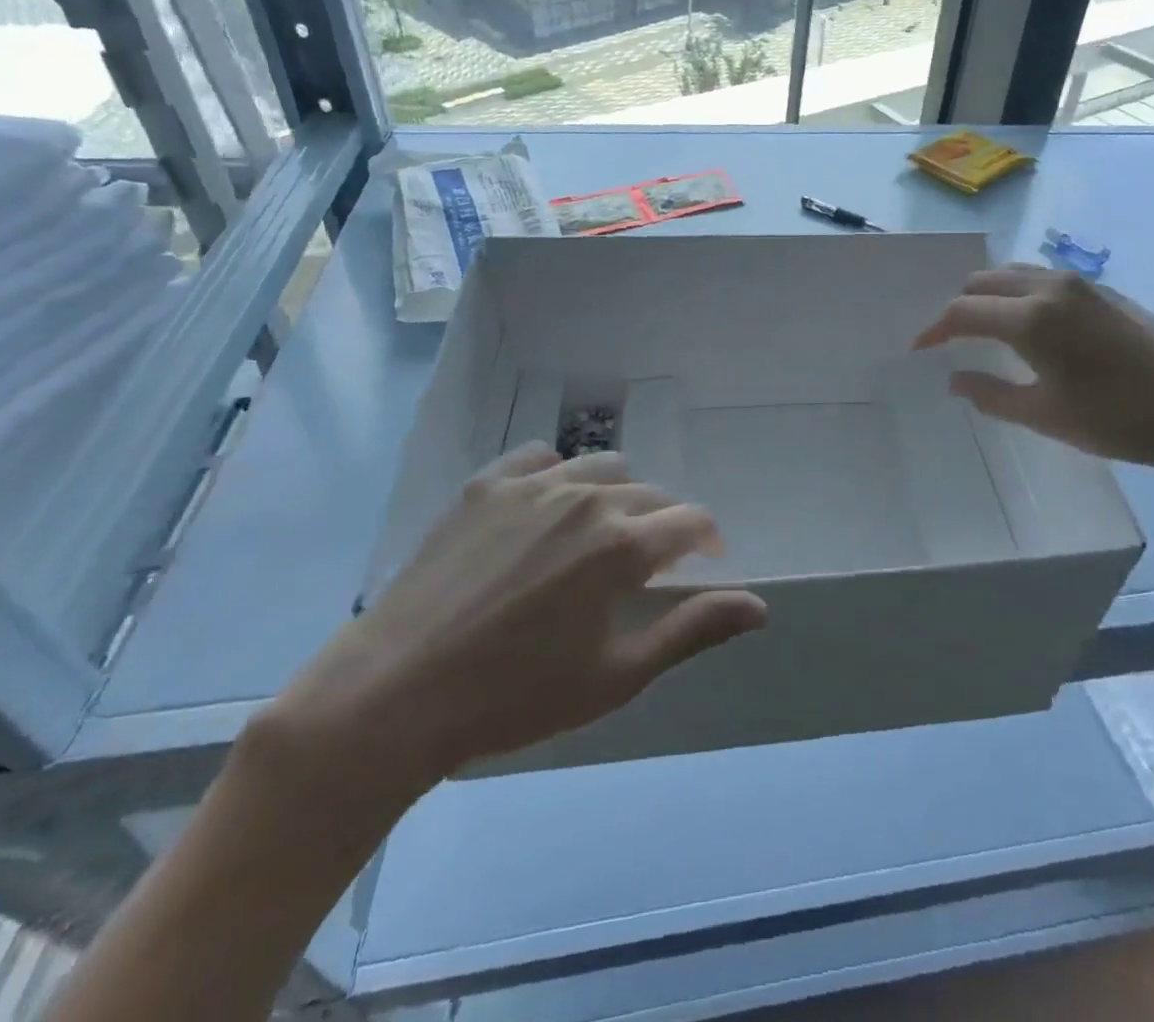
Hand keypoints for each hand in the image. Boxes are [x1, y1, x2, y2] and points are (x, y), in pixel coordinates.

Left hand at [267, 445, 766, 800]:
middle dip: (663, 524)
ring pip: (604, 467)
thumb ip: (694, 630)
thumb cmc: (516, 696)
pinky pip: (541, 456)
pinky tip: (546, 509)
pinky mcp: (487, 484)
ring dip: (618, 495)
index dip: (708, 542)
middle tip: (644, 567)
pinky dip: (559, 475)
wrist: (393, 693)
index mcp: (625, 545)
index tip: (703, 564)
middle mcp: (588, 499)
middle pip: (652, 494)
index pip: (692, 521)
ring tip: (599, 534)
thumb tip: (760, 608)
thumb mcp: (617, 675)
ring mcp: (534, 485)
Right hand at [913, 265, 1153, 485]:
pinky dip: (1019, 294)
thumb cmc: (1118, 420)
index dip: (935, 330)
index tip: (920, 349)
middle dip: (959, 308)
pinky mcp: (1103, 290)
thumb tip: (955, 380)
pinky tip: (1028, 326)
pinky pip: (1043, 279)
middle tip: (950, 341)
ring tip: (984, 331)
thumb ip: (991, 395)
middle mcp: (1051, 287)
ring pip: (1014, 274)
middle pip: (984, 281)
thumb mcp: (1045, 415)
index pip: (964, 311)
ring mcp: (1080, 284)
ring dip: (990, 296)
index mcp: (1031, 318)